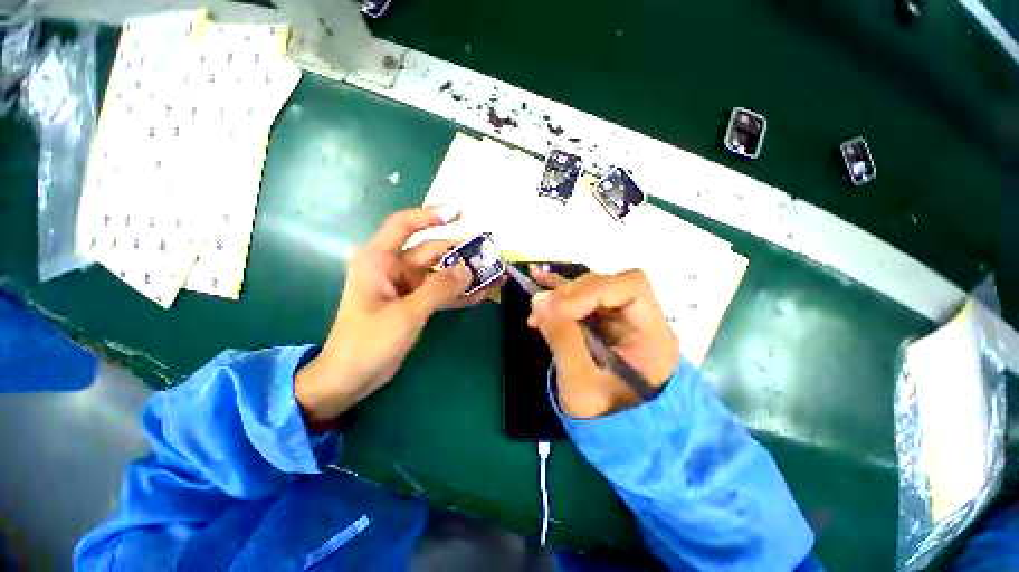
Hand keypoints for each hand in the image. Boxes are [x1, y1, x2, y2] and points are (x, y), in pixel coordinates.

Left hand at [295, 206, 502, 425]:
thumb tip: (468, 269)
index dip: (430, 215)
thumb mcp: (407, 313)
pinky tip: (481, 295)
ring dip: (465, 275)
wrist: (351, 378)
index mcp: (379, 260)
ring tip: (494, 275)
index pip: (404, 225)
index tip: (458, 213)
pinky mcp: (415, 303)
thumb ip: (439, 289)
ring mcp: (406, 287)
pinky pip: (441, 293)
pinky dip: (459, 294)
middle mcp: (394, 268)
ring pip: (440, 273)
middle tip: (491, 255)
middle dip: (461, 253)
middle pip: (432, 251)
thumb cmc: (369, 342)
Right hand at [528, 267, 678, 417]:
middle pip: (609, 284)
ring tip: (537, 309)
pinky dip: (560, 291)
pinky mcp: (602, 319)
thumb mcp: (580, 386)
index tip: (558, 308)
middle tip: (542, 310)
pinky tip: (539, 281)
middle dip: (571, 294)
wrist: (614, 433)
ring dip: (561, 294)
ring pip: (592, 288)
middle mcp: (641, 319)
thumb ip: (562, 340)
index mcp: (652, 336)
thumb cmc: (604, 417)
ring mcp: (621, 317)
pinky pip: (581, 296)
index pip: (631, 288)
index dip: (592, 291)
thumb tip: (539, 300)